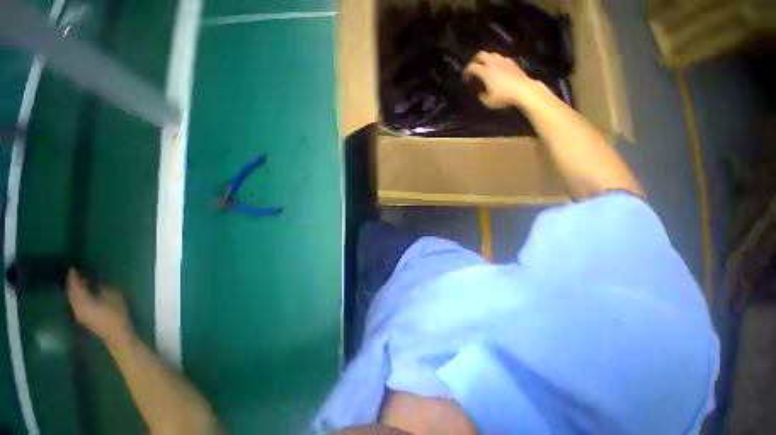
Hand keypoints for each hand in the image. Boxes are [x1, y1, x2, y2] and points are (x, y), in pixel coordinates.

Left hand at [67, 269, 132, 344]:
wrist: (116, 334)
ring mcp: (79, 313)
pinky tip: (83, 294)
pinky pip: (76, 303)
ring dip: (74, 290)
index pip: (75, 286)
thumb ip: (103, 288)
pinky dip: (77, 296)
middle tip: (74, 274)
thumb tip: (97, 282)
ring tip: (79, 283)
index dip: (73, 277)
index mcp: (83, 300)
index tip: (72, 268)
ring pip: (72, 299)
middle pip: (71, 293)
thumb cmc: (116, 314)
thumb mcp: (114, 297)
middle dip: (72, 283)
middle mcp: (76, 306)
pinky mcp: (83, 317)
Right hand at [463, 51, 537, 108]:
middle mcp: (493, 62)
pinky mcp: (511, 62)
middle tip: (472, 68)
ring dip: (485, 59)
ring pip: (491, 54)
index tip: (465, 78)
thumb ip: (480, 95)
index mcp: (485, 72)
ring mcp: (503, 60)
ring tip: (484, 68)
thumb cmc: (503, 97)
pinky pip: (500, 58)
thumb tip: (478, 92)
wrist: (524, 90)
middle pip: (480, 54)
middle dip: (474, 60)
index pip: (471, 67)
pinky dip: (494, 62)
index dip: (466, 72)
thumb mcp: (487, 101)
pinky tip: (495, 69)